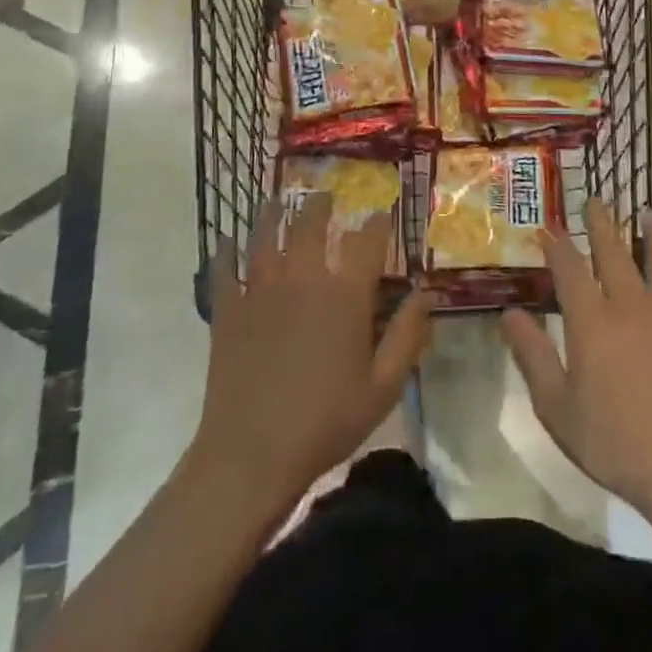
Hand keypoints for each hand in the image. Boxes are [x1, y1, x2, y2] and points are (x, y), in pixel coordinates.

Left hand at [191, 195, 432, 511]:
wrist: (251, 455)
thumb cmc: (325, 423)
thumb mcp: (383, 387)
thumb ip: (407, 335)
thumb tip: (426, 293)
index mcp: (344, 295)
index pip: (366, 240)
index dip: (377, 221)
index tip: (381, 211)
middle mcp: (303, 279)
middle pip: (311, 224)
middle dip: (321, 205)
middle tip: (325, 195)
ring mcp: (260, 291)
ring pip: (266, 235)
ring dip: (274, 213)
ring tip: (278, 201)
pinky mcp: (228, 310)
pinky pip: (224, 269)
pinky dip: (226, 251)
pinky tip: (226, 241)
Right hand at [501, 199, 651, 533]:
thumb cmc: (617, 444)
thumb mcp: (558, 409)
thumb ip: (533, 356)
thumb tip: (509, 313)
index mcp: (593, 322)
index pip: (569, 269)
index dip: (557, 246)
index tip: (548, 230)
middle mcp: (631, 304)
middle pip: (614, 251)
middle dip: (601, 223)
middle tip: (596, 201)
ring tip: (650, 214)